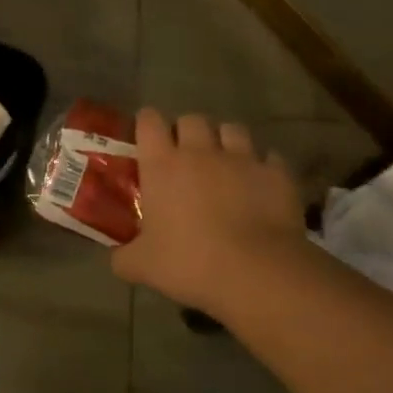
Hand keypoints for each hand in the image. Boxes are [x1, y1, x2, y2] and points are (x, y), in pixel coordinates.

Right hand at [111, 110, 316, 313]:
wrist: (256, 273)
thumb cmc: (190, 263)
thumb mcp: (144, 266)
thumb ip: (124, 257)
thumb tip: (116, 260)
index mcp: (162, 164)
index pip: (149, 121)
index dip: (147, 124)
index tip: (147, 138)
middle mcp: (200, 151)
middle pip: (192, 119)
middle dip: (188, 131)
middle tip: (187, 156)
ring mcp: (242, 158)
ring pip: (232, 129)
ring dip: (226, 141)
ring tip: (226, 162)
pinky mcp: (276, 173)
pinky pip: (269, 157)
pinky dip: (263, 167)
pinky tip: (261, 184)